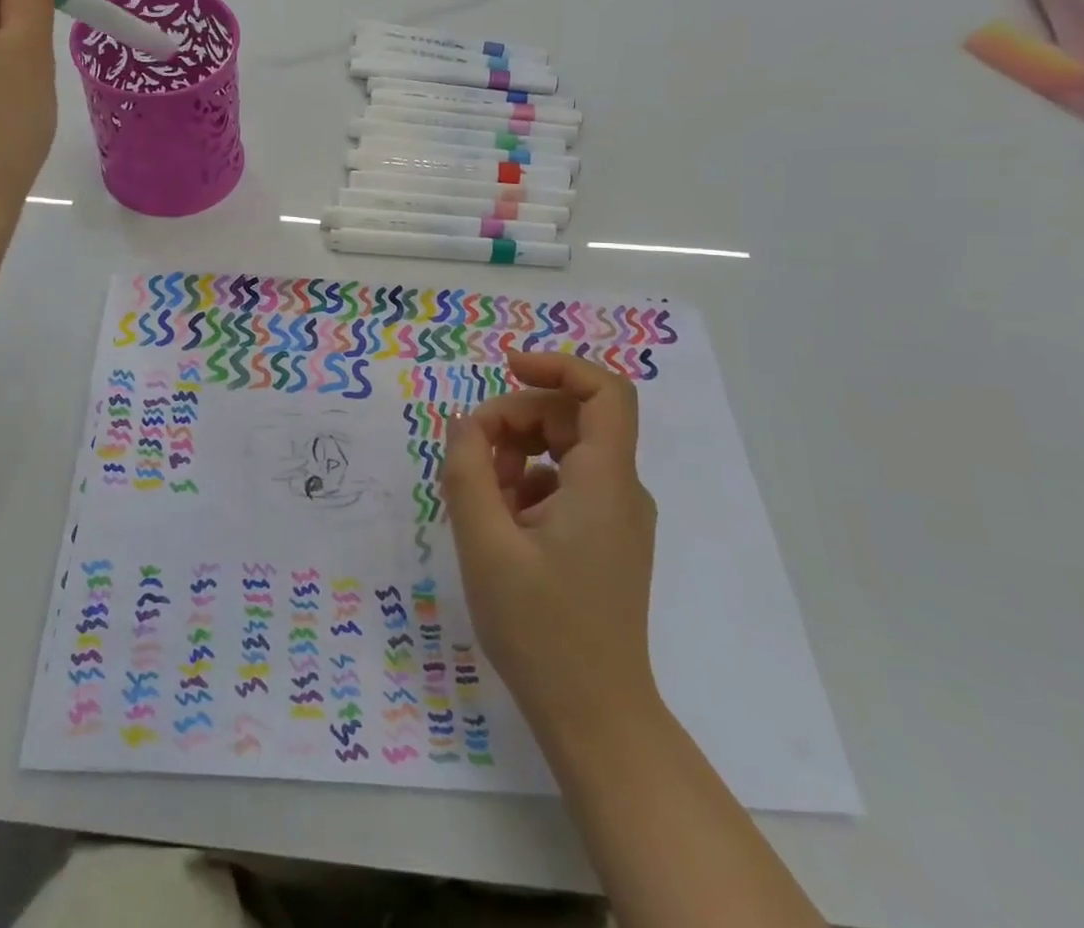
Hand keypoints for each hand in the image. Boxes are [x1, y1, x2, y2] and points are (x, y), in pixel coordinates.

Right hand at [441, 350, 657, 748]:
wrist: (595, 717)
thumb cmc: (541, 629)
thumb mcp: (486, 544)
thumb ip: (468, 471)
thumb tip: (463, 422)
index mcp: (604, 482)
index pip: (604, 392)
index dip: (558, 365)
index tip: (506, 367)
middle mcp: (620, 490)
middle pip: (571, 418)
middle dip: (515, 420)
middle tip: (468, 453)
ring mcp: (614, 516)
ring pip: (563, 450)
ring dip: (515, 454)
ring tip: (478, 496)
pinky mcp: (603, 538)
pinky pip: (563, 484)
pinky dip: (525, 486)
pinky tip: (497, 523)